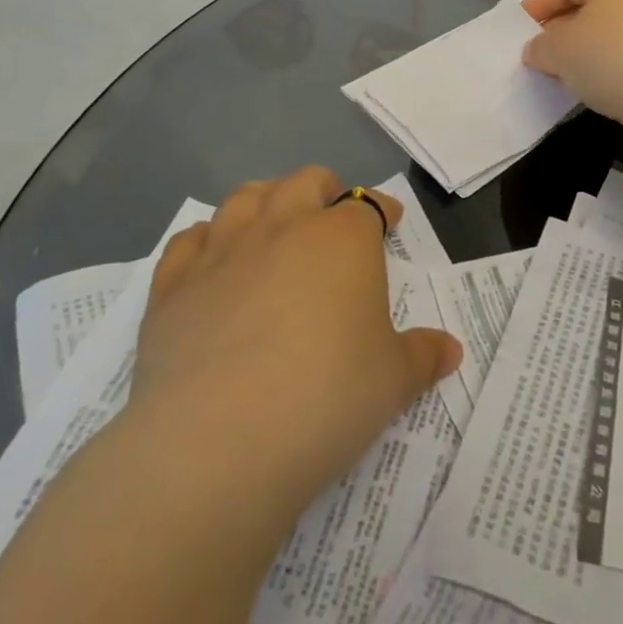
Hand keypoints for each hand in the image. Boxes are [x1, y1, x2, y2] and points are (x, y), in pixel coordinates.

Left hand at [129, 167, 461, 510]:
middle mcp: (283, 229)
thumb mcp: (393, 381)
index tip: (390, 221)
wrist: (219, 440)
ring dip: (265, 201)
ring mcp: (223, 253)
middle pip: (304, 183)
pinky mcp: (173, 287)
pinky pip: (189, 241)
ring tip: (273, 222)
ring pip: (244, 198)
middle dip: (323, 190)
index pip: (367, 205)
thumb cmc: (326, 397)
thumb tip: (450, 350)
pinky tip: (211, 258)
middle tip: (331, 214)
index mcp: (342, 240)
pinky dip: (205, 240)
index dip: (381, 210)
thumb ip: (423, 356)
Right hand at [521, 0, 622, 151]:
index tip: (519, 29)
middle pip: (585, 7)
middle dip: (556, 30)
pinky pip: (617, 59)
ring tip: (553, 74)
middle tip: (533, 53)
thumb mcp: (559, 48)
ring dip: (576, 54)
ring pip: (601, 36)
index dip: (539, 2)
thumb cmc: (609, 58)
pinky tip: (582, 88)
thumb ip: (539, 45)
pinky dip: (597, 70)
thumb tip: (538, 50)